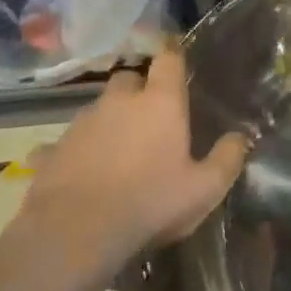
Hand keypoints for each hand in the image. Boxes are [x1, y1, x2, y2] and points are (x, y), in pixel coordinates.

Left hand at [11, 47, 248, 276]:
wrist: (75, 233)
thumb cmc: (150, 203)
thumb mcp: (204, 189)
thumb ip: (227, 159)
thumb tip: (240, 137)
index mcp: (160, 103)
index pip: (168, 60)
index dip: (173, 57)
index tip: (177, 60)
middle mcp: (118, 102)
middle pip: (128, 79)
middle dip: (138, 90)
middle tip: (150, 117)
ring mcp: (80, 124)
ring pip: (97, 109)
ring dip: (108, 122)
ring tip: (117, 152)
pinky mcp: (50, 151)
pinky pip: (65, 144)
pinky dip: (74, 153)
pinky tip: (79, 174)